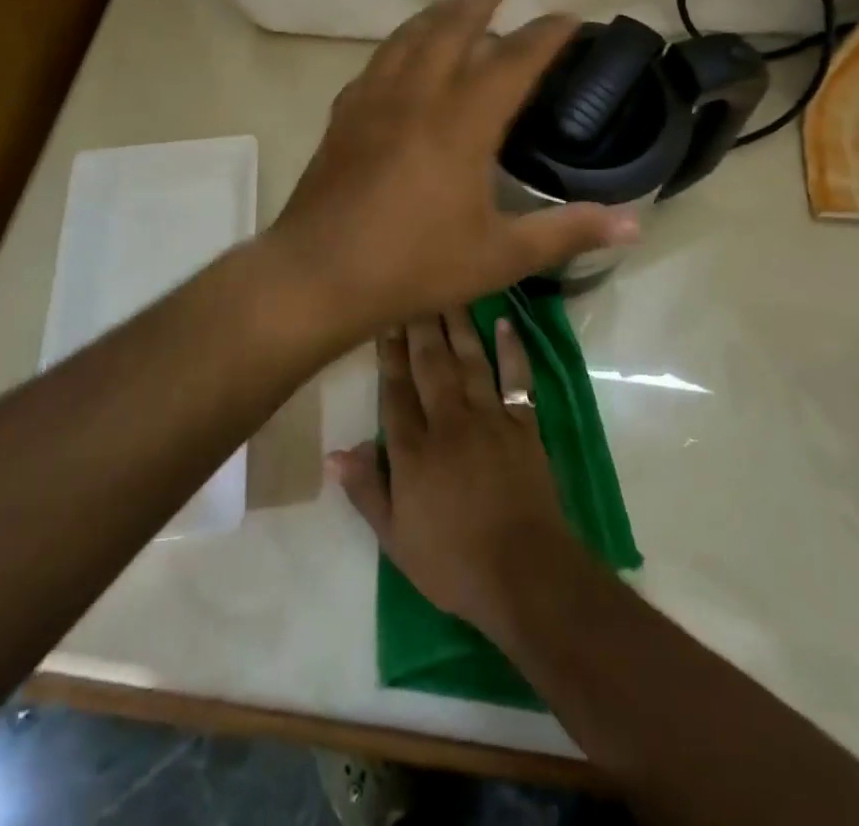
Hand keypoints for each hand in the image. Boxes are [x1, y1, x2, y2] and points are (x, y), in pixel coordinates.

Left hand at [263, 0, 637, 344]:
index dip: (545, 34)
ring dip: (436, 12)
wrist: (317, 275)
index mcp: (462, 121)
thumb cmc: (414, 265)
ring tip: (454, 4)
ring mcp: (373, 100)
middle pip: (452, 26)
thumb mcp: (500, 256)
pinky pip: (377, 61)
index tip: (568, 17)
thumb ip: (567, 232)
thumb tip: (635, 224)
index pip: (514, 60)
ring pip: (408, 36)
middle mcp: (417, 95)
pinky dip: (399, 44)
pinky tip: (401, 55)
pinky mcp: (343, 115)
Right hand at [329, 309, 586, 638]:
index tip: (384, 317)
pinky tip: (506, 323)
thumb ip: (366, 491)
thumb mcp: (396, 539)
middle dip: (419, 325)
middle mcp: (449, 422)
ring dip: (457, 324)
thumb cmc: (452, 562)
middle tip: (412, 287)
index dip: (388, 353)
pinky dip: (512, 350)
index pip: (395, 390)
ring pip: (469, 360)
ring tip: (448, 291)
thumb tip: (333, 453)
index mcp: (414, 450)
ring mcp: (490, 418)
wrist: (524, 572)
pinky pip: (517, 378)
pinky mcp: (524, 424)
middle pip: (430, 364)